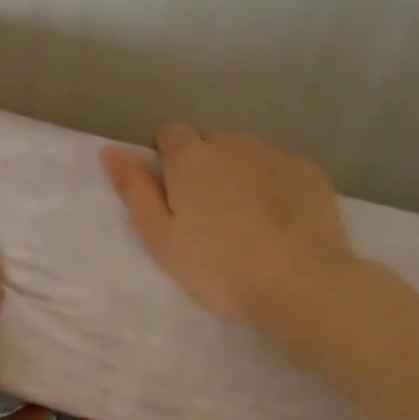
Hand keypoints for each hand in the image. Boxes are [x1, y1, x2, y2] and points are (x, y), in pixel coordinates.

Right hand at [100, 125, 359, 336]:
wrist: (302, 285)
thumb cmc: (218, 266)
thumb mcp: (160, 236)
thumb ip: (133, 188)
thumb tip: (109, 149)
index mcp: (190, 157)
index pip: (169, 134)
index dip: (166, 160)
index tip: (171, 195)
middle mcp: (232, 143)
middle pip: (208, 141)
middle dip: (202, 164)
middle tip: (205, 212)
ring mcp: (275, 154)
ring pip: (245, 152)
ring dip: (237, 171)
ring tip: (244, 217)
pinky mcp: (309, 172)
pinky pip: (279, 167)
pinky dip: (272, 183)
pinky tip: (278, 219)